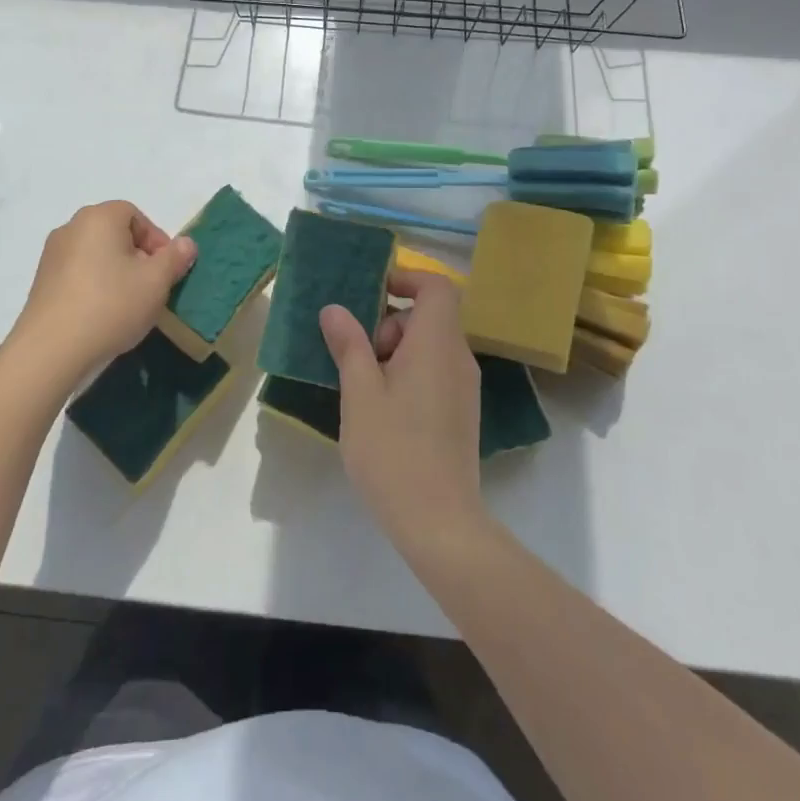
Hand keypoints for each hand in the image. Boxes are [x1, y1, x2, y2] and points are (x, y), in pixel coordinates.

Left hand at [7, 201, 196, 400]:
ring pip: (97, 255)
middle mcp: (71, 227)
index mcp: (99, 217)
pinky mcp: (41, 281)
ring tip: (128, 304)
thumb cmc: (111, 305)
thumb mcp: (156, 282)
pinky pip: (78, 273)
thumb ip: (175, 258)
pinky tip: (102, 314)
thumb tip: (186, 243)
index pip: (136, 216)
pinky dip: (95, 286)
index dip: (156, 241)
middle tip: (151, 287)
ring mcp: (52, 254)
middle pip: (115, 234)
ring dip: (116, 272)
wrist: (51, 350)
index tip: (166, 271)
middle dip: (138, 257)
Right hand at [320, 270, 487, 557]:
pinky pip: (435, 372)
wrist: (439, 522)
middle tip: (359, 357)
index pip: (437, 287)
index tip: (372, 294)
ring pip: (430, 346)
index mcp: (437, 344)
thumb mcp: (360, 393)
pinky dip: (408, 373)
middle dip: (389, 323)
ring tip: (364, 387)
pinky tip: (382, 410)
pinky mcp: (461, 413)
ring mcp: (464, 388)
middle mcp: (458, 358)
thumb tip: (335, 309)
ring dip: (395, 351)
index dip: (407, 278)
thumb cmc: (393, 450)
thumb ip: (349, 345)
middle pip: (429, 317)